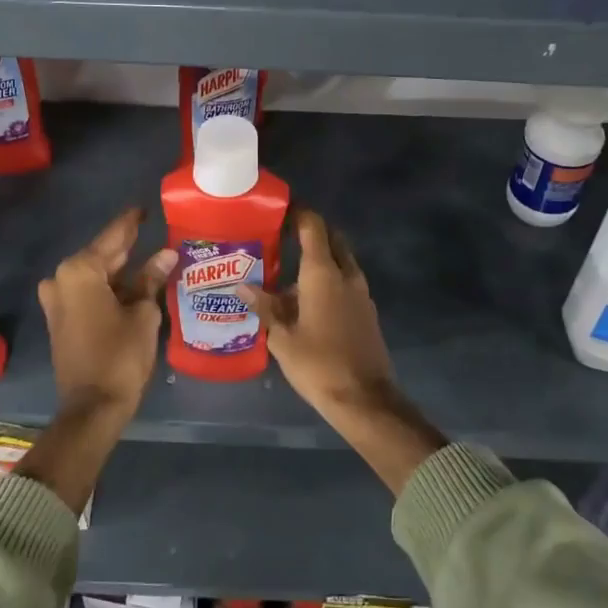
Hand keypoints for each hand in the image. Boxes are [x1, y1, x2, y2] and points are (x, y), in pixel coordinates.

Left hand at [38, 208, 174, 417]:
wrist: (93, 406)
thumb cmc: (120, 354)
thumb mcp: (143, 313)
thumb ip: (151, 279)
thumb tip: (166, 254)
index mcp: (79, 271)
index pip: (113, 237)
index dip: (131, 223)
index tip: (144, 207)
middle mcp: (61, 279)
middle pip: (101, 255)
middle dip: (127, 247)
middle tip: (151, 231)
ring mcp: (57, 301)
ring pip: (95, 276)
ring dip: (120, 270)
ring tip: (150, 257)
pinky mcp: (61, 320)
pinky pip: (88, 293)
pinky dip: (110, 288)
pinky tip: (134, 283)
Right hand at [250, 211, 444, 495]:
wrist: (365, 399)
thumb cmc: (318, 365)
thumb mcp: (282, 338)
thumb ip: (264, 307)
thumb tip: (242, 286)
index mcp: (323, 273)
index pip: (313, 226)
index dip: (298, 212)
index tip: (279, 209)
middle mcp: (346, 274)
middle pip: (331, 238)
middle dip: (310, 231)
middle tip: (282, 236)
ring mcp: (361, 292)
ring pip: (341, 261)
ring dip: (320, 258)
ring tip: (288, 270)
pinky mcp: (366, 310)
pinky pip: (346, 281)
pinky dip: (329, 278)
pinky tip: (306, 298)